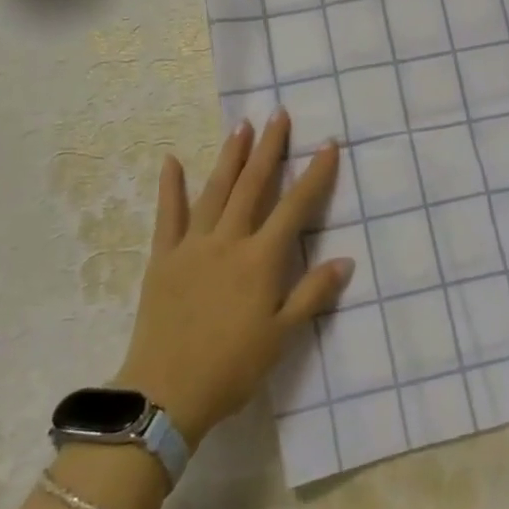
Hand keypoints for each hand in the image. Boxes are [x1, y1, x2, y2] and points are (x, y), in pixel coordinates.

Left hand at [112, 111, 349, 446]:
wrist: (165, 393)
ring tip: (242, 126)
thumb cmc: (232, 367)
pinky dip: (171, 187)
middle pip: (253, 186)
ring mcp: (192, 246)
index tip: (328, 144)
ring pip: (215, 191)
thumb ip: (312, 294)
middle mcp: (228, 242)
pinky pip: (167, 215)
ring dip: (230, 157)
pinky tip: (171, 160)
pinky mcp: (163, 258)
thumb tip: (345, 260)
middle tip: (279, 115)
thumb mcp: (281, 336)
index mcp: (261, 260)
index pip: (295, 207)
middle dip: (269, 149)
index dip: (315, 174)